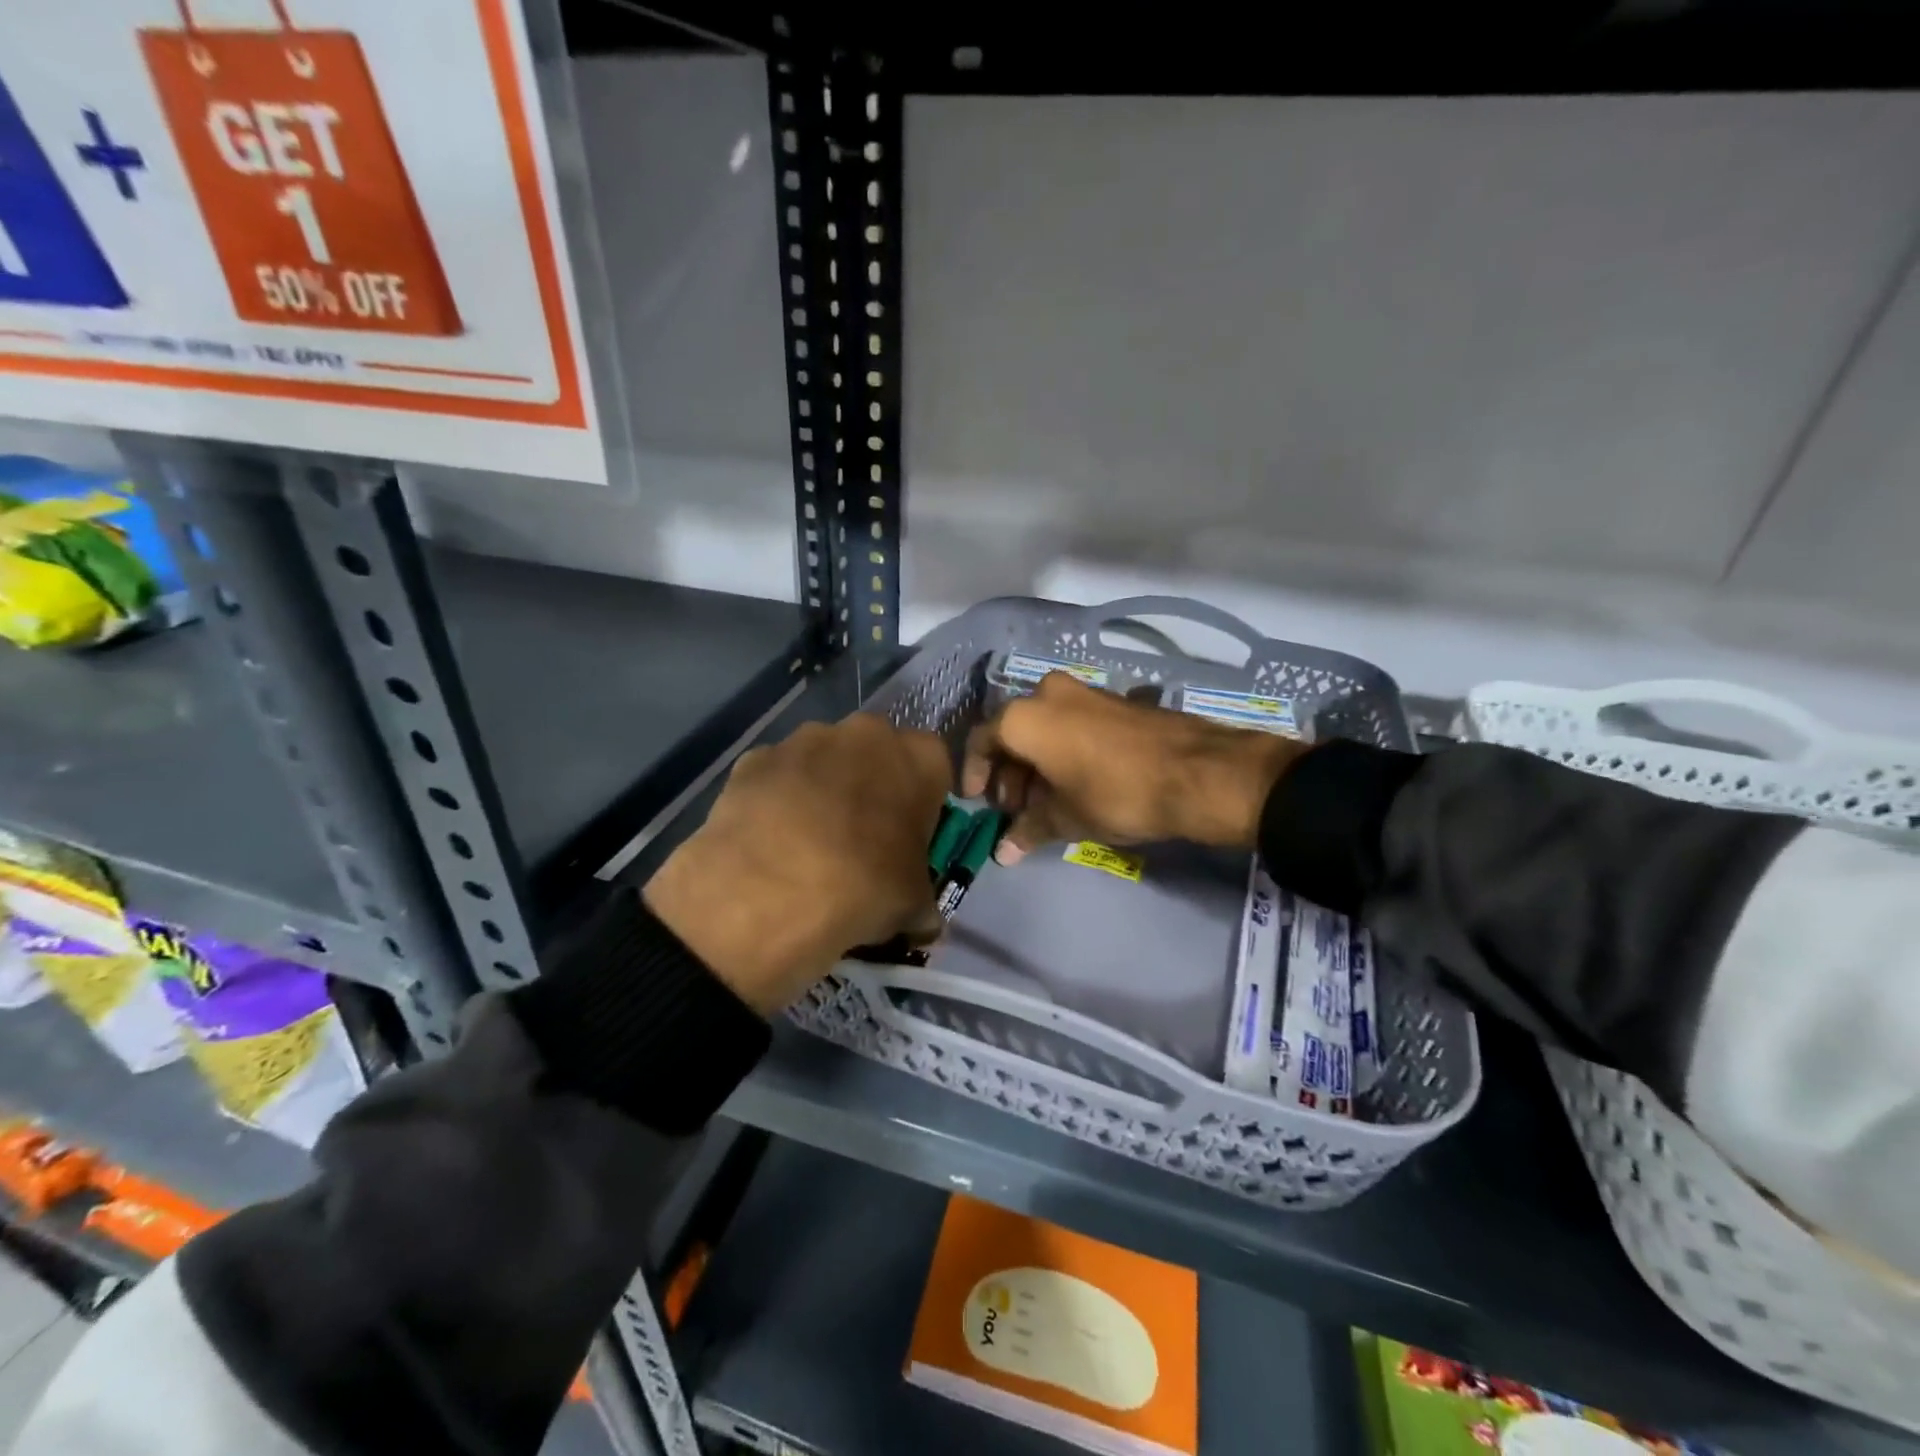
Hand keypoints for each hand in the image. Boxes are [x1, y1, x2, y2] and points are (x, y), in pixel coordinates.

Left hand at [643, 715, 950, 1014]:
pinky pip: (777, 777)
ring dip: (823, 791)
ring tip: (808, 845)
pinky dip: (778, 801)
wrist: (767, 893)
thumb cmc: (863, 888)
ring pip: (824, 762)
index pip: (935, 770)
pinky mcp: (754, 758)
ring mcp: (804, 739)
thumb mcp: (914, 906)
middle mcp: (865, 732)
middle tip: (862, 840)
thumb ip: (923, 900)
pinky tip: (770, 842)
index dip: (923, 806)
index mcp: (919, 756)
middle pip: (877, 756)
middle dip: (872, 789)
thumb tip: (922, 920)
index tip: (909, 840)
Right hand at [961, 672, 1304, 861]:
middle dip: (1009, 773)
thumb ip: (1029, 831)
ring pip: (1043, 727)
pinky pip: (1070, 723)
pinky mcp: (1112, 701)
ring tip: (1045, 803)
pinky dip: (1062, 750)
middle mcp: (1047, 694)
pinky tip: (1074, 784)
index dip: (975, 774)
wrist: (1196, 772)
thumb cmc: (1115, 793)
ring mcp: (1083, 693)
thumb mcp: (1067, 818)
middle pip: (1012, 733)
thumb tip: (1003, 853)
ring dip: (1035, 764)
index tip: (980, 802)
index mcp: (1025, 717)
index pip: (981, 740)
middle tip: (1016, 810)